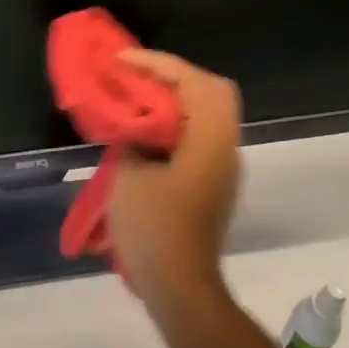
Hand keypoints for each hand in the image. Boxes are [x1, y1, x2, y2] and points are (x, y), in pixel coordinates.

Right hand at [106, 50, 243, 324]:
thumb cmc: (154, 229)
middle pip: (211, 90)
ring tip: (136, 96)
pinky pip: (199, 135)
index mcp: (210, 139)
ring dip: (174, 99)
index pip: (193, 80)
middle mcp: (226, 146)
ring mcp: (223, 166)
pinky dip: (175, 122)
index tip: (121, 60)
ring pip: (207, 113)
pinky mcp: (214, 182)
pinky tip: (145, 130)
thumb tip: (133, 125)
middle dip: (172, 75)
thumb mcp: (130, 176)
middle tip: (136, 75)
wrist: (179, 287)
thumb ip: (132, 138)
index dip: (157, 63)